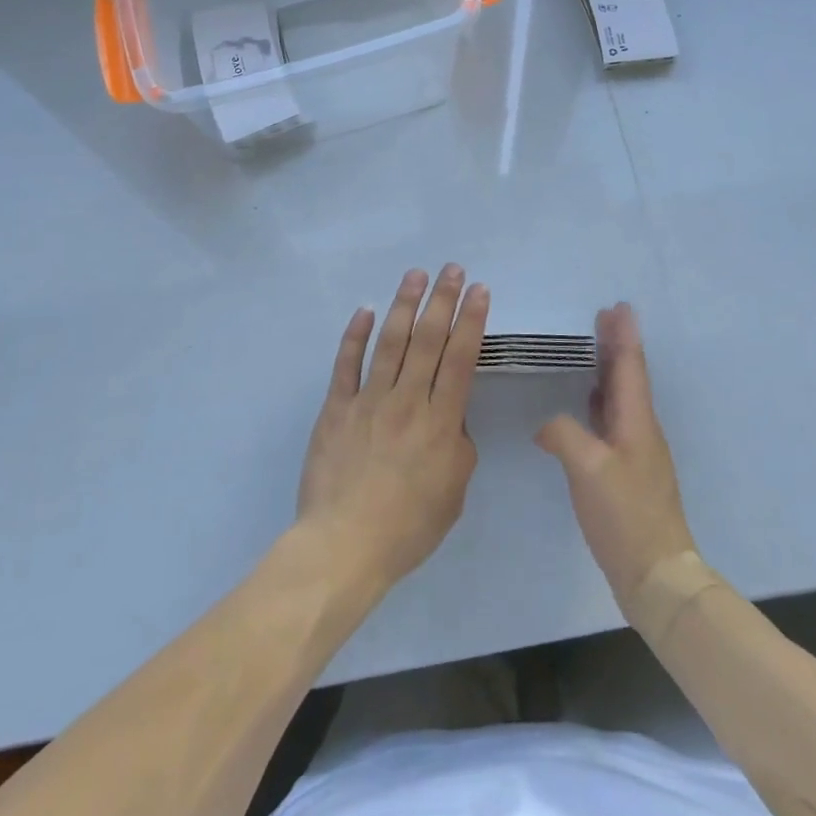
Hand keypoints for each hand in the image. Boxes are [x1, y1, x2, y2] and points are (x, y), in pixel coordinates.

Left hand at [297, 265, 488, 593]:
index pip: (460, 359)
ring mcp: (368, 401)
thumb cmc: (408, 527)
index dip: (471, 320)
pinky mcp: (336, 408)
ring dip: (404, 305)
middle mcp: (406, 402)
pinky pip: (346, 364)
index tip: (479, 290)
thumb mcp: (454, 492)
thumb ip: (458, 446)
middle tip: (452, 269)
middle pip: (428, 340)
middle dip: (442, 300)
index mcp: (440, 423)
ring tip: (416, 275)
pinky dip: (356, 335)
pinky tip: (366, 310)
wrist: (344, 546)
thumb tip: (451, 416)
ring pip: (390, 342)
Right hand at [536, 303, 697, 614]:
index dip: (624, 335)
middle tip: (603, 316)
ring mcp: (637, 452)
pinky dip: (601, 400)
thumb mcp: (588, 468)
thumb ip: (563, 434)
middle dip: (616, 345)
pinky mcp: (628, 472)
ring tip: (594, 349)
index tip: (618, 306)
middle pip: (628, 376)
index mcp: (636, 421)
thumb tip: (547, 426)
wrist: (656, 575)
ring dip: (609, 369)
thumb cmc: (625, 515)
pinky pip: (613, 419)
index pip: (630, 366)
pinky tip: (588, 404)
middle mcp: (641, 429)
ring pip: (621, 397)